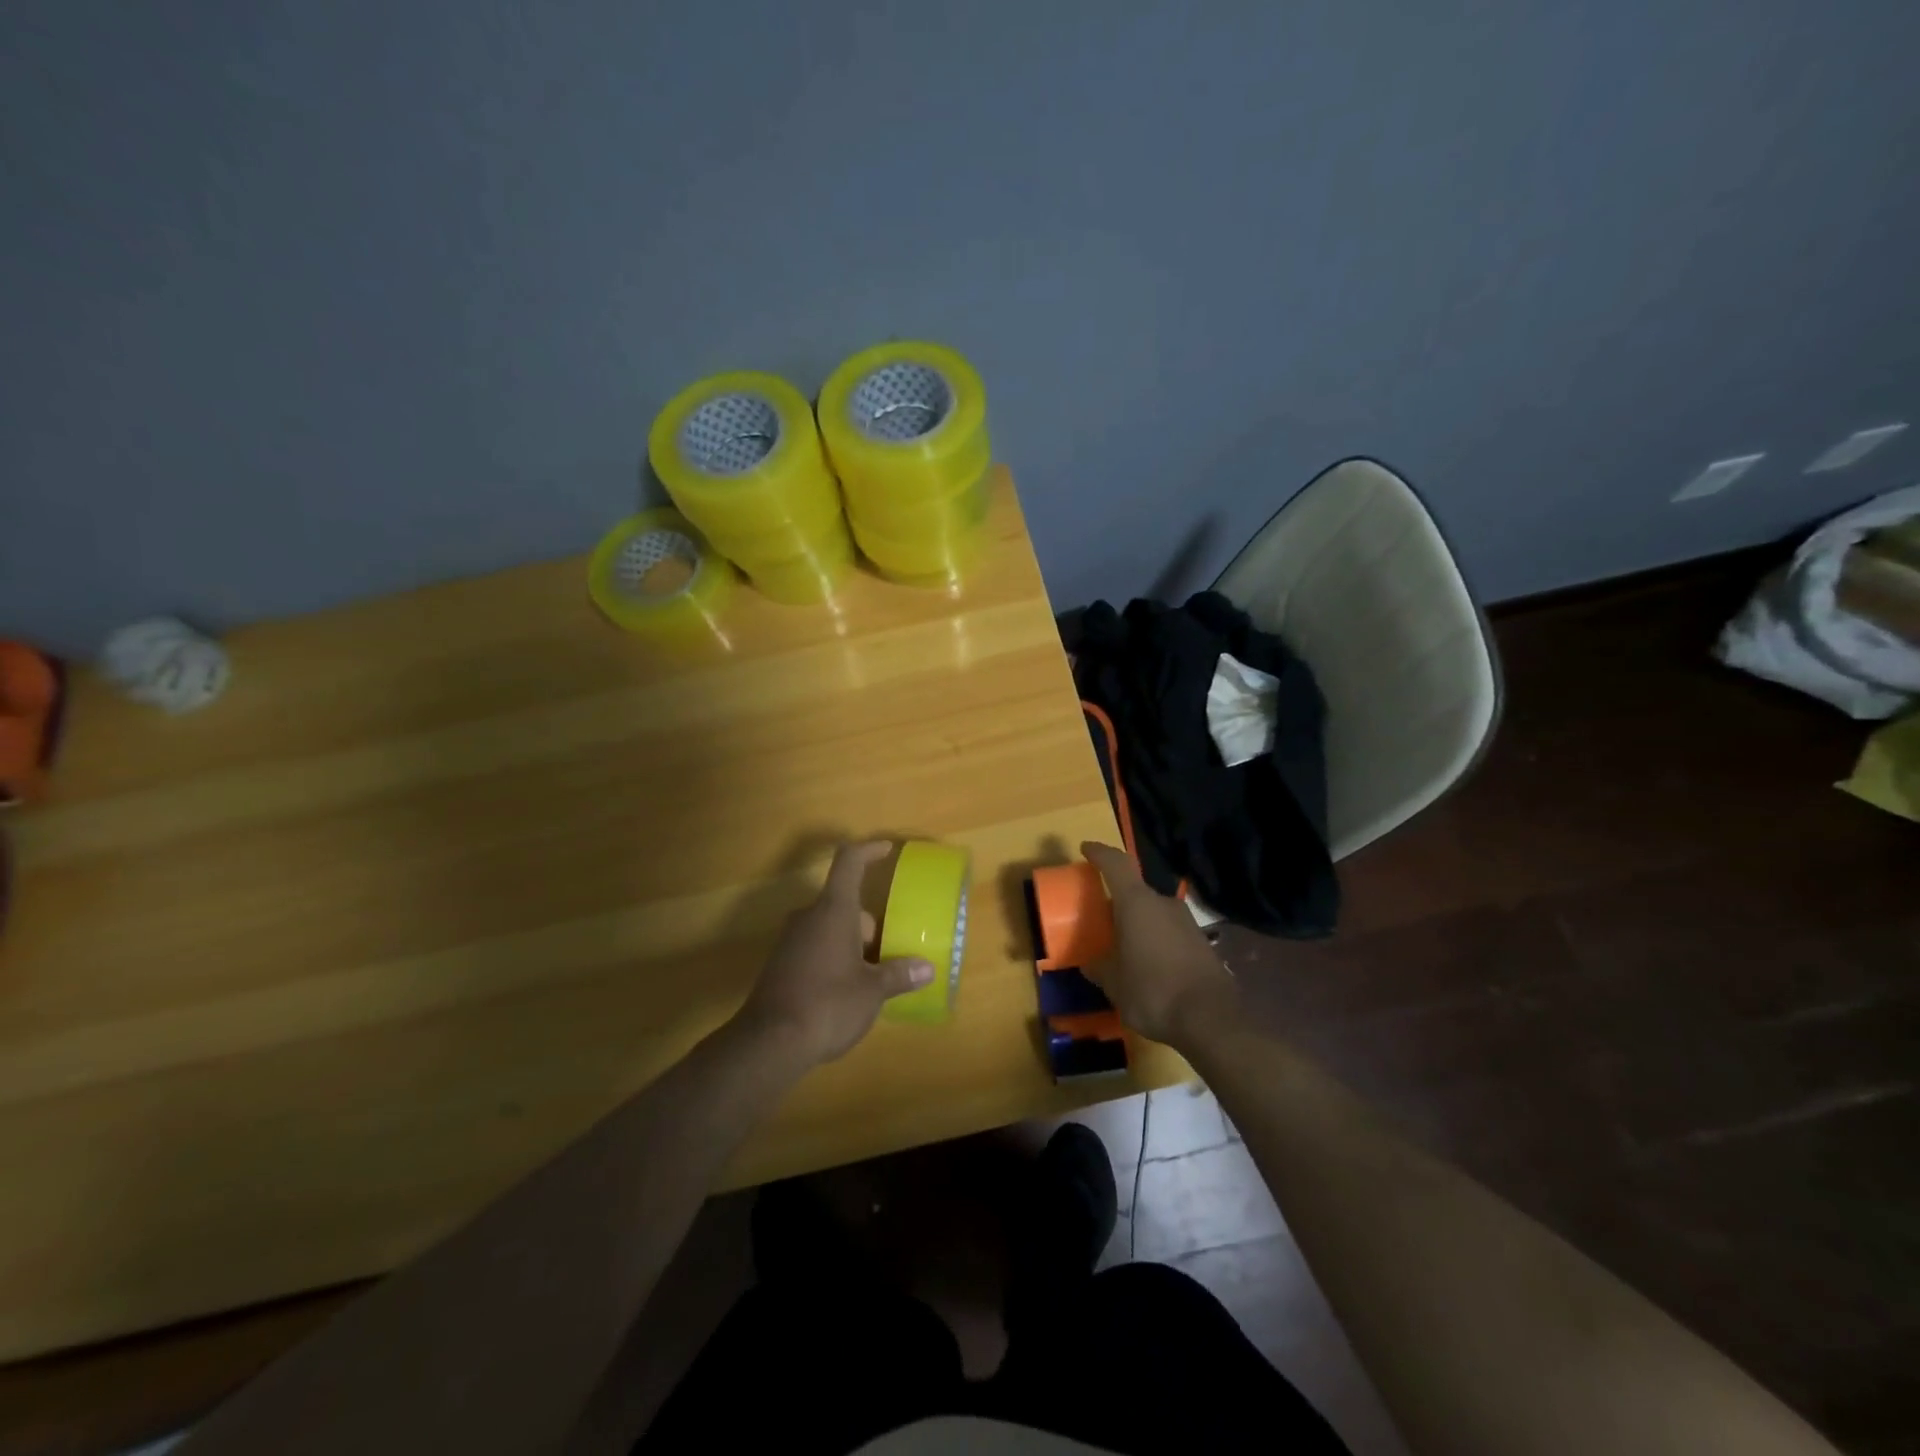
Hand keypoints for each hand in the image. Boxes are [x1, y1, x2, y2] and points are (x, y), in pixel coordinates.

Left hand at [737, 841, 935, 1067]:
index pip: (849, 862)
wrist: (769, 1043)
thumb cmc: (828, 1004)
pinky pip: (815, 948)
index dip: (868, 851)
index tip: (886, 849)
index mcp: (833, 910)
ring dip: (853, 944)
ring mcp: (790, 940)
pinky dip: (835, 959)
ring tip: (874, 977)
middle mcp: (809, 917)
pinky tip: (847, 992)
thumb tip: (926, 968)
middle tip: (891, 954)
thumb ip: (898, 975)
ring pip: (830, 928)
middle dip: (870, 925)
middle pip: (844, 904)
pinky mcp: (781, 964)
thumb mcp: (872, 991)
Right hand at [1080, 841, 1237, 1049]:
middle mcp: (1163, 904)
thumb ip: (1099, 968)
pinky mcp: (1201, 943)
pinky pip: (1169, 933)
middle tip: (1102, 921)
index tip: (1086, 849)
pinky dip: (1155, 942)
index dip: (1100, 853)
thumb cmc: (1152, 990)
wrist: (1211, 1018)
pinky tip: (1148, 967)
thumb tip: (1090, 964)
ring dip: (1139, 926)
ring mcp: (1187, 922)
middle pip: (1136, 892)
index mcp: (1137, 903)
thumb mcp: (1114, 983)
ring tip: (1124, 949)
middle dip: (1118, 904)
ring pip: (1154, 914)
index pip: (1116, 864)